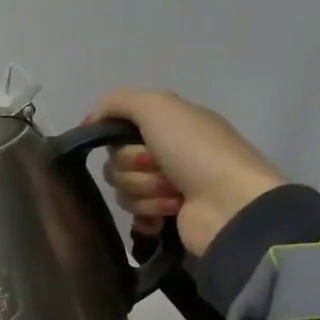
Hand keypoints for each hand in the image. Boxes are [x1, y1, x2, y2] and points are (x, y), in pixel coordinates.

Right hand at [90, 90, 284, 255]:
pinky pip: (134, 215)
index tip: (123, 142)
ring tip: (174, 195)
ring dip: (145, 192)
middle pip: (116, 163)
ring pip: (123, 190)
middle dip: (133, 168)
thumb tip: (89, 122)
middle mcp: (167, 153)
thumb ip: (118, 102)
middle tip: (160, 168)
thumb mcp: (158, 106)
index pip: (118, 130)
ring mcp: (167, 186)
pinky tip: (164, 217)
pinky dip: (147, 214)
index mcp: (168, 125)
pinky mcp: (166, 216)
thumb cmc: (196, 151)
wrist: (230, 203)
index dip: (116, 139)